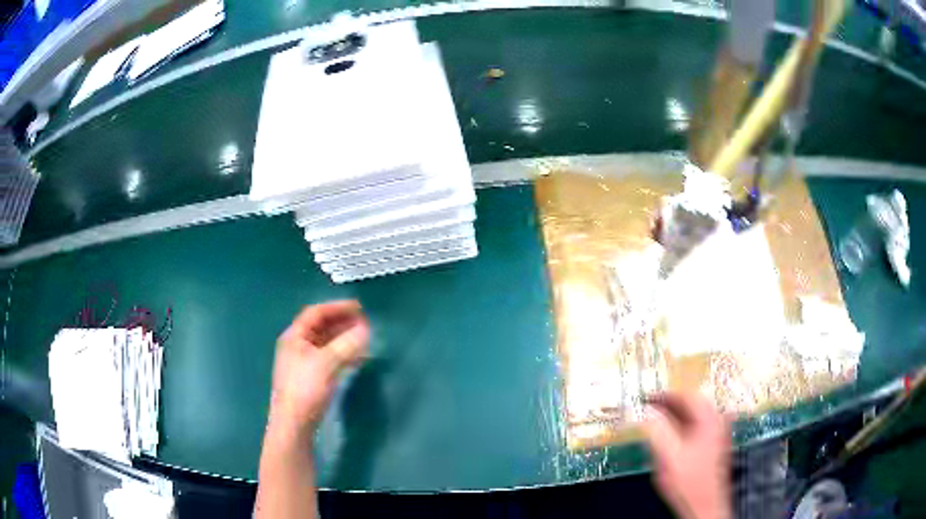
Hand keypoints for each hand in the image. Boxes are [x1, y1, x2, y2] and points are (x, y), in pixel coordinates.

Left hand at [268, 300, 369, 439]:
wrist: (294, 423)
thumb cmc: (305, 388)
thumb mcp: (327, 363)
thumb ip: (347, 344)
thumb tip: (366, 330)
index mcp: (295, 337)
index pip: (316, 313)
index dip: (337, 307)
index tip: (359, 308)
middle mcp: (297, 346)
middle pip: (321, 327)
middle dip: (343, 323)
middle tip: (365, 324)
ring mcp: (304, 362)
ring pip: (327, 343)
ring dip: (345, 339)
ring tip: (365, 339)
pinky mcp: (311, 378)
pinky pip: (329, 358)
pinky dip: (343, 354)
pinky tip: (357, 358)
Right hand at [643, 392, 730, 518]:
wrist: (705, 505)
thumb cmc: (688, 480)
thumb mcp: (668, 455)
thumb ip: (656, 430)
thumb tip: (643, 411)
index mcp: (710, 418)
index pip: (687, 395)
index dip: (664, 395)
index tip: (645, 398)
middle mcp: (717, 420)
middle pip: (692, 404)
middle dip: (669, 405)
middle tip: (648, 409)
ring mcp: (718, 433)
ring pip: (694, 416)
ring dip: (674, 416)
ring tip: (655, 422)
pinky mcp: (714, 445)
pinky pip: (697, 427)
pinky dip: (681, 427)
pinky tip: (669, 437)